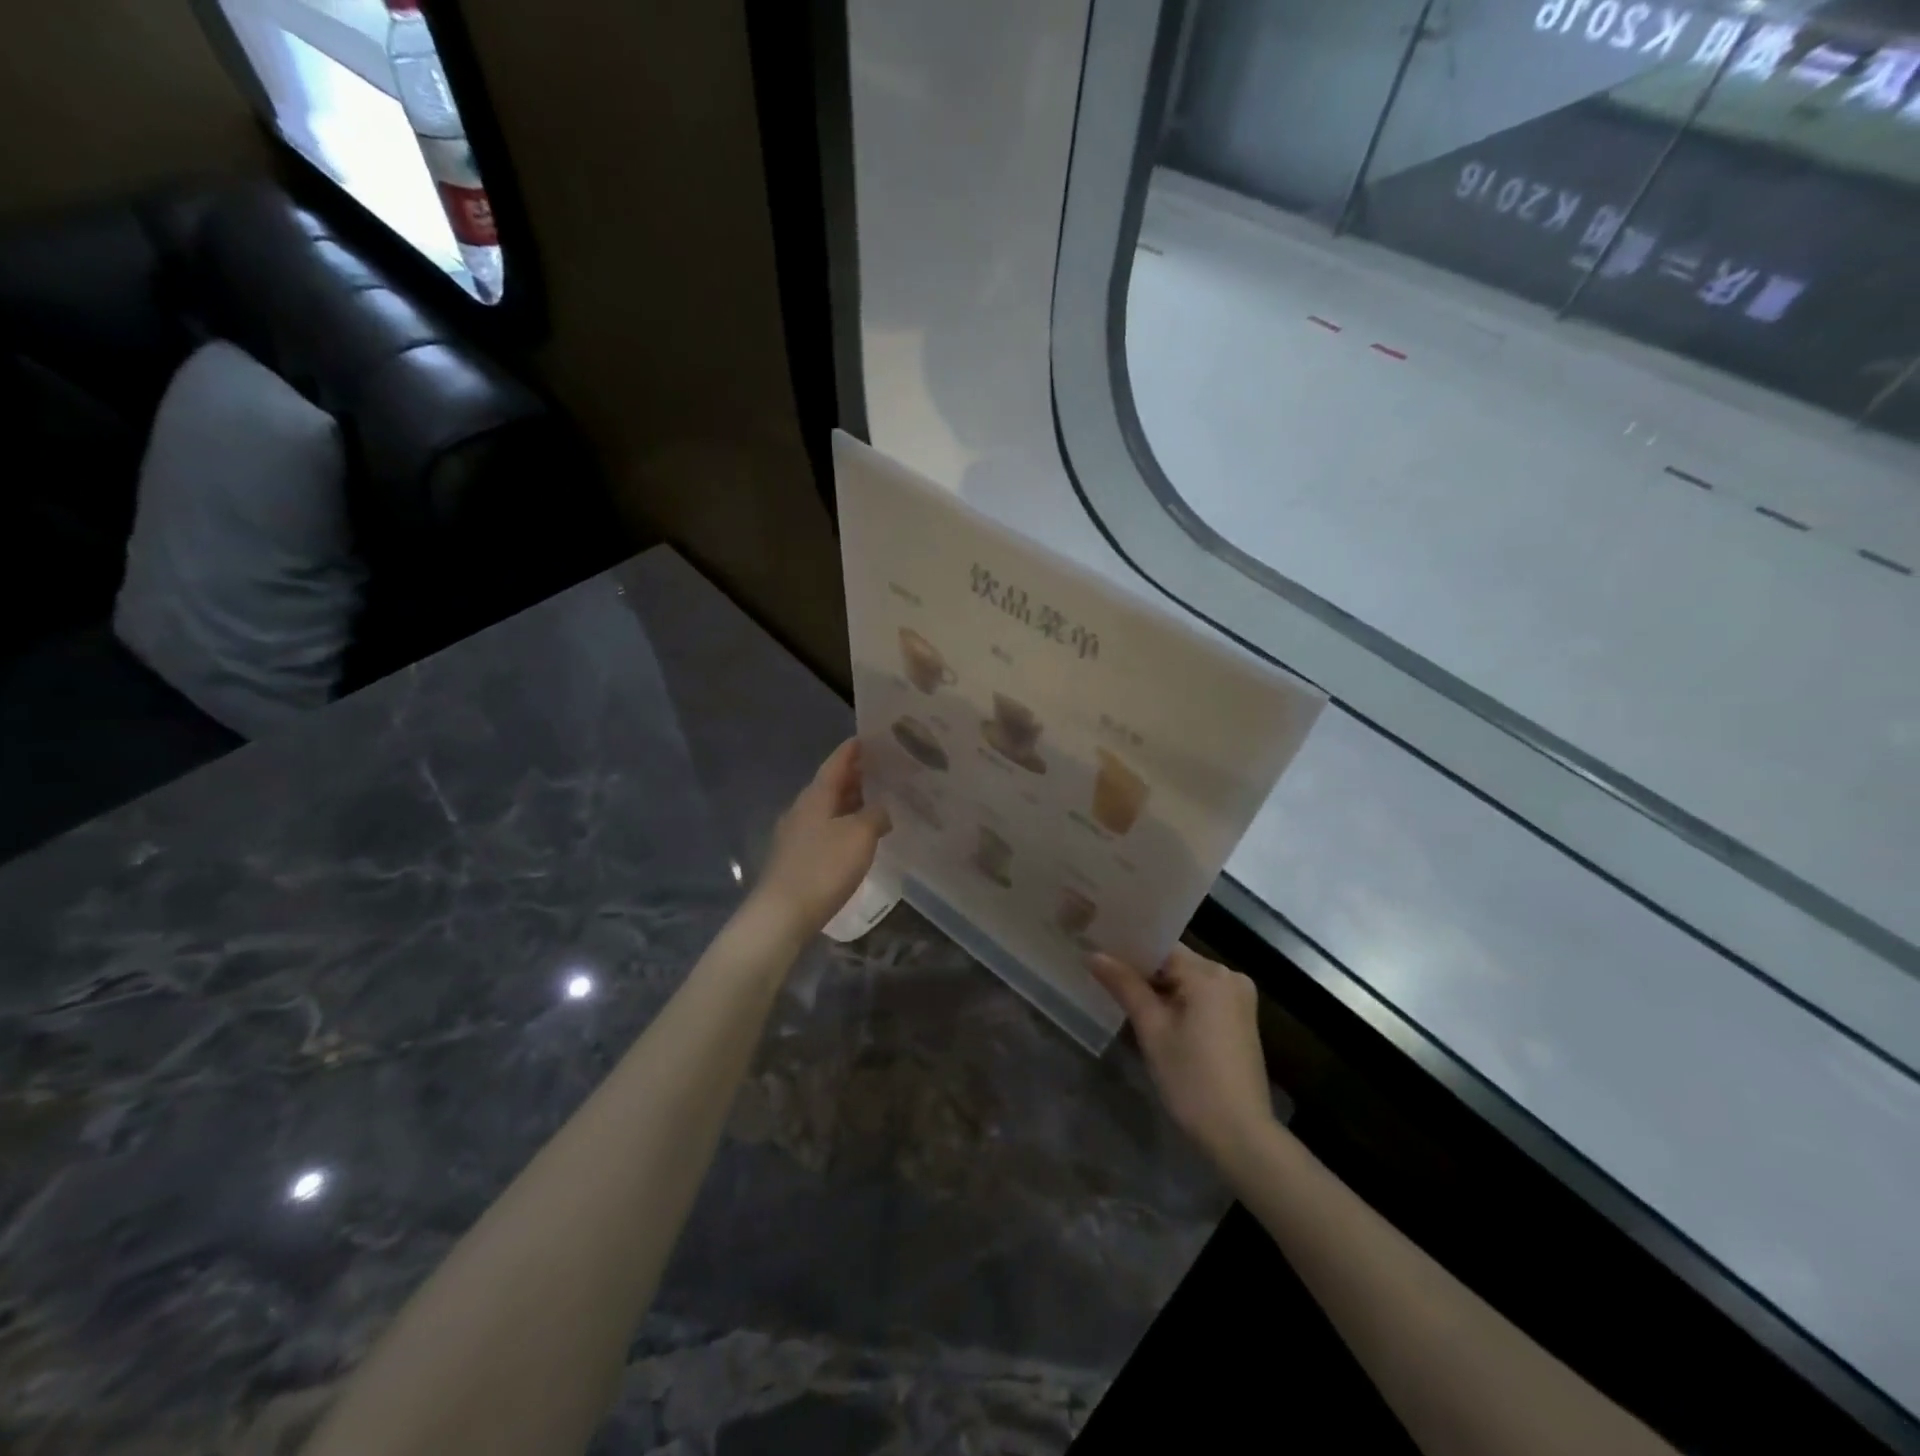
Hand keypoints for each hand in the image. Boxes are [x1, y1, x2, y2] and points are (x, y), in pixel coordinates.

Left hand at [753, 739, 890, 933]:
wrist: (782, 914)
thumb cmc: (823, 868)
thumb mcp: (860, 836)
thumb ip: (876, 815)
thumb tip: (881, 810)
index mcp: (816, 795)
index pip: (836, 762)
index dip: (853, 750)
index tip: (869, 738)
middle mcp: (802, 808)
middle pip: (831, 784)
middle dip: (855, 776)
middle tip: (883, 770)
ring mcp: (795, 834)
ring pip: (827, 808)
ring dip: (850, 802)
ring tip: (877, 801)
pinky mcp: (796, 858)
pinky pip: (824, 830)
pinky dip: (843, 825)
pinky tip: (857, 836)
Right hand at [1088, 946, 1274, 1167]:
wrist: (1240, 1134)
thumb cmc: (1191, 1079)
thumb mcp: (1152, 1030)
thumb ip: (1124, 986)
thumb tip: (1094, 954)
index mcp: (1209, 973)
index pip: (1160, 946)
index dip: (1128, 950)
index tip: (1099, 954)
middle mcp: (1229, 976)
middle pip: (1175, 962)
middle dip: (1142, 971)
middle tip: (1104, 976)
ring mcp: (1239, 998)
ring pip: (1188, 979)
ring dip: (1160, 988)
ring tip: (1122, 994)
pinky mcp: (1241, 1019)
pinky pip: (1202, 996)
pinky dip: (1179, 1001)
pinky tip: (1154, 1015)